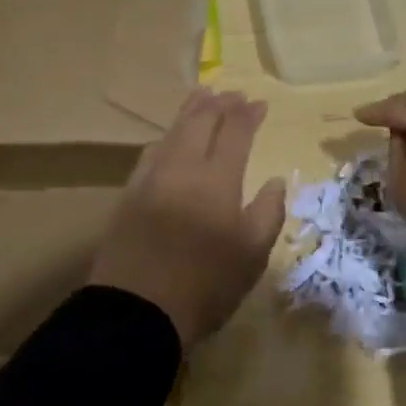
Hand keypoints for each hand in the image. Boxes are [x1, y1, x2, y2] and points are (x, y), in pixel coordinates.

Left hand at [88, 88, 284, 349]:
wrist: (136, 312)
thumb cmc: (205, 285)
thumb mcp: (252, 256)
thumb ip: (268, 212)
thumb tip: (275, 180)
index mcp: (218, 180)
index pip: (235, 132)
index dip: (248, 114)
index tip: (259, 103)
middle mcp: (184, 167)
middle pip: (201, 121)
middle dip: (220, 103)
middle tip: (233, 93)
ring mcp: (152, 178)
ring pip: (174, 131)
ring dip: (191, 110)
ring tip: (202, 96)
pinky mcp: (130, 193)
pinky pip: (151, 151)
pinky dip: (167, 135)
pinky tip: (169, 137)